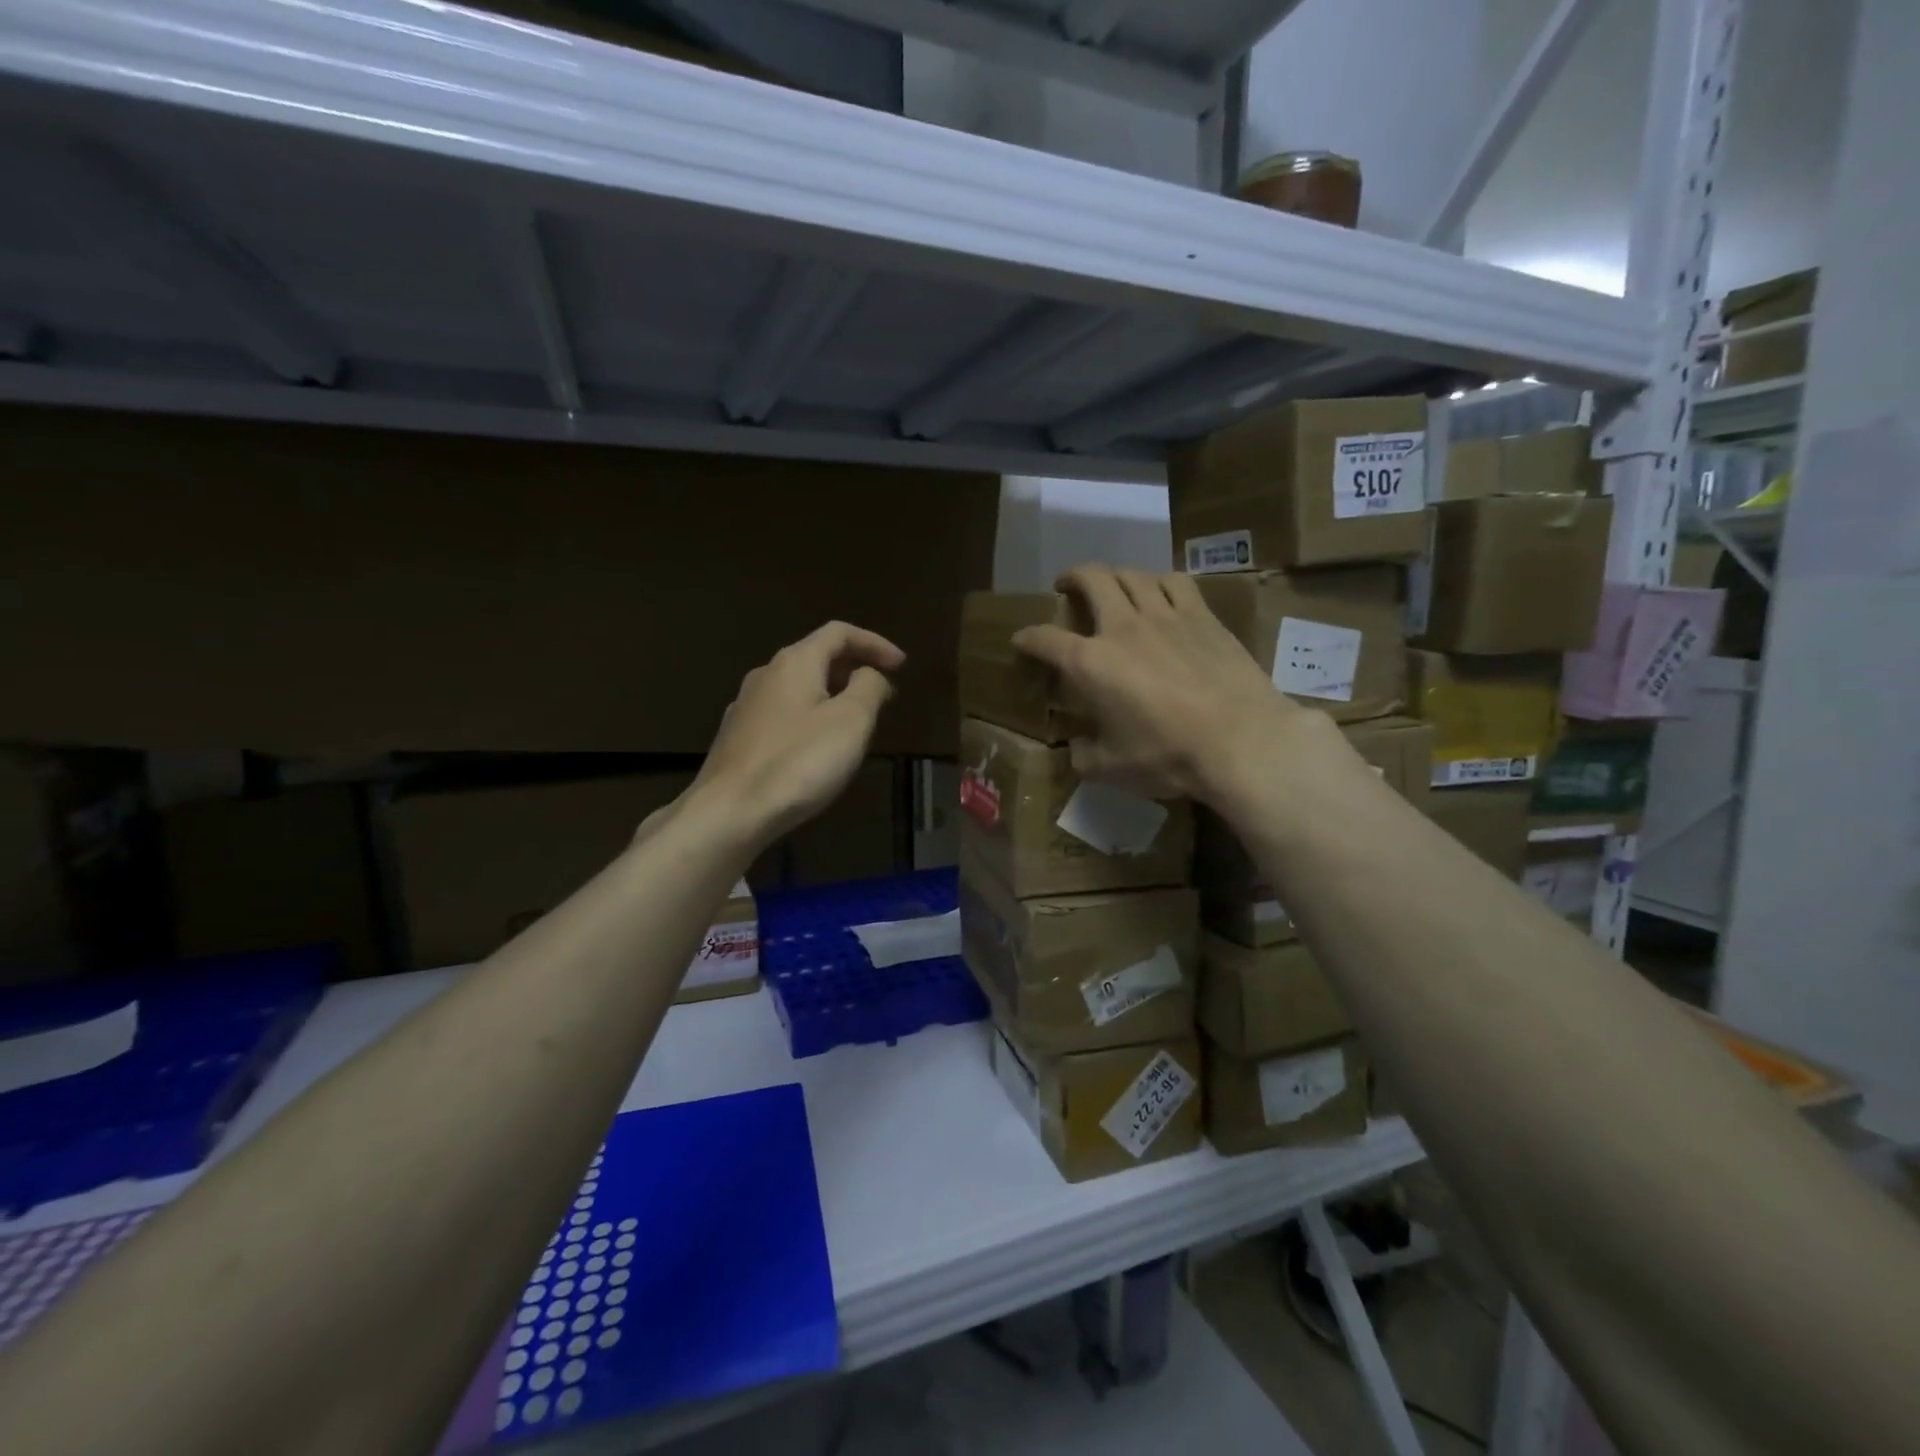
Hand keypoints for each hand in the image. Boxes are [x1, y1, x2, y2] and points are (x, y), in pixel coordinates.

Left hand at [690, 621, 904, 845]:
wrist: (729, 813)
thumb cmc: (798, 762)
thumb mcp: (851, 721)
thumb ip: (868, 688)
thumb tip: (870, 674)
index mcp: (794, 662)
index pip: (839, 633)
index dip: (874, 643)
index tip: (901, 665)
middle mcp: (766, 675)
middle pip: (816, 657)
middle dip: (853, 670)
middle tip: (882, 694)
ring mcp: (746, 708)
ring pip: (798, 688)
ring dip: (831, 696)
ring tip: (854, 723)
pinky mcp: (737, 740)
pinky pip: (783, 715)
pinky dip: (809, 719)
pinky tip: (817, 749)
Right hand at [1012, 565, 1323, 804]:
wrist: (1242, 740)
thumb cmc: (1169, 756)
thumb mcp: (1113, 769)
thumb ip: (1085, 756)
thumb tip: (1076, 749)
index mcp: (1090, 664)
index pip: (1045, 639)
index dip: (1027, 637)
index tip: (1022, 640)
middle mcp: (1122, 628)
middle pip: (1091, 579)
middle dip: (1071, 577)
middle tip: (1066, 586)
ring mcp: (1166, 616)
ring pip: (1132, 574)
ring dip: (1114, 575)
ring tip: (1112, 585)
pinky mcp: (1203, 616)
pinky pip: (1175, 582)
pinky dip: (1159, 581)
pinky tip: (1161, 591)